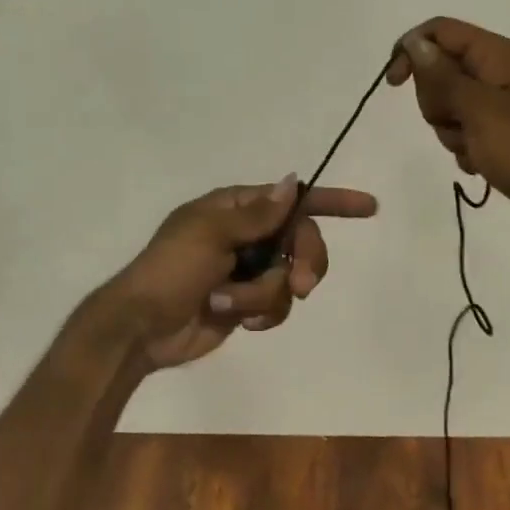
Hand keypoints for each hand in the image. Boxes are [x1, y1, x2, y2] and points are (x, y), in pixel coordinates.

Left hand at [102, 175, 378, 369]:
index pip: (293, 199)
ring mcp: (248, 270)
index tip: (368, 207)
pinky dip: (260, 314)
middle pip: (301, 241)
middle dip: (303, 262)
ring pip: (290, 278)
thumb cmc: (170, 270)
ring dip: (264, 296)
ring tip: (228, 303)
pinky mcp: (247, 304)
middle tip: (301, 284)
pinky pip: (277, 305)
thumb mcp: (210, 235)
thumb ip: (257, 214)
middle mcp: (246, 234)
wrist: (141, 328)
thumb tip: (293, 181)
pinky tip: (237, 322)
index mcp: (235, 208)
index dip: (332, 202)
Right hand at [387, 18, 509, 243]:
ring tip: (474, 147)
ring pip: (445, 102)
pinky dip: (462, 146)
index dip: (411, 50)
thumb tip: (414, 43)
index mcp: (497, 54)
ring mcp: (497, 102)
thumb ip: (442, 75)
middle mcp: (497, 71)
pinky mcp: (497, 131)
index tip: (394, 84)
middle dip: (435, 100)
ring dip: (449, 128)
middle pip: (438, 68)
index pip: (440, 31)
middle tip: (457, 122)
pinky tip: (481, 162)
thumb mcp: (478, 109)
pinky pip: (460, 129)